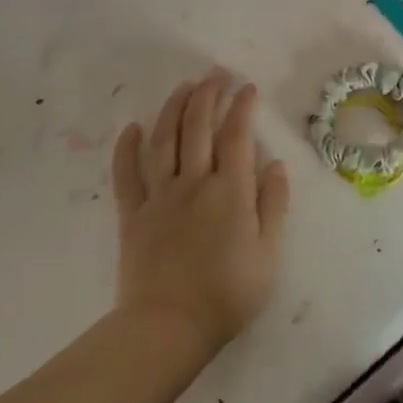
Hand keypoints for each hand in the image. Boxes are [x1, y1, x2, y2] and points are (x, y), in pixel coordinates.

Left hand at [110, 71, 289, 363]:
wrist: (169, 328)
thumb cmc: (228, 294)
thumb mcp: (268, 254)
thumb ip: (273, 205)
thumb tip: (275, 164)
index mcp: (230, 192)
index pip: (236, 136)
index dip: (242, 107)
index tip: (247, 87)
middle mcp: (194, 183)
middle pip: (198, 127)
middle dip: (208, 94)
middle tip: (216, 73)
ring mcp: (159, 196)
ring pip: (163, 140)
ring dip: (173, 108)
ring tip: (184, 86)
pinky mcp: (133, 214)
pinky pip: (127, 175)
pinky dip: (127, 148)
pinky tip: (133, 127)